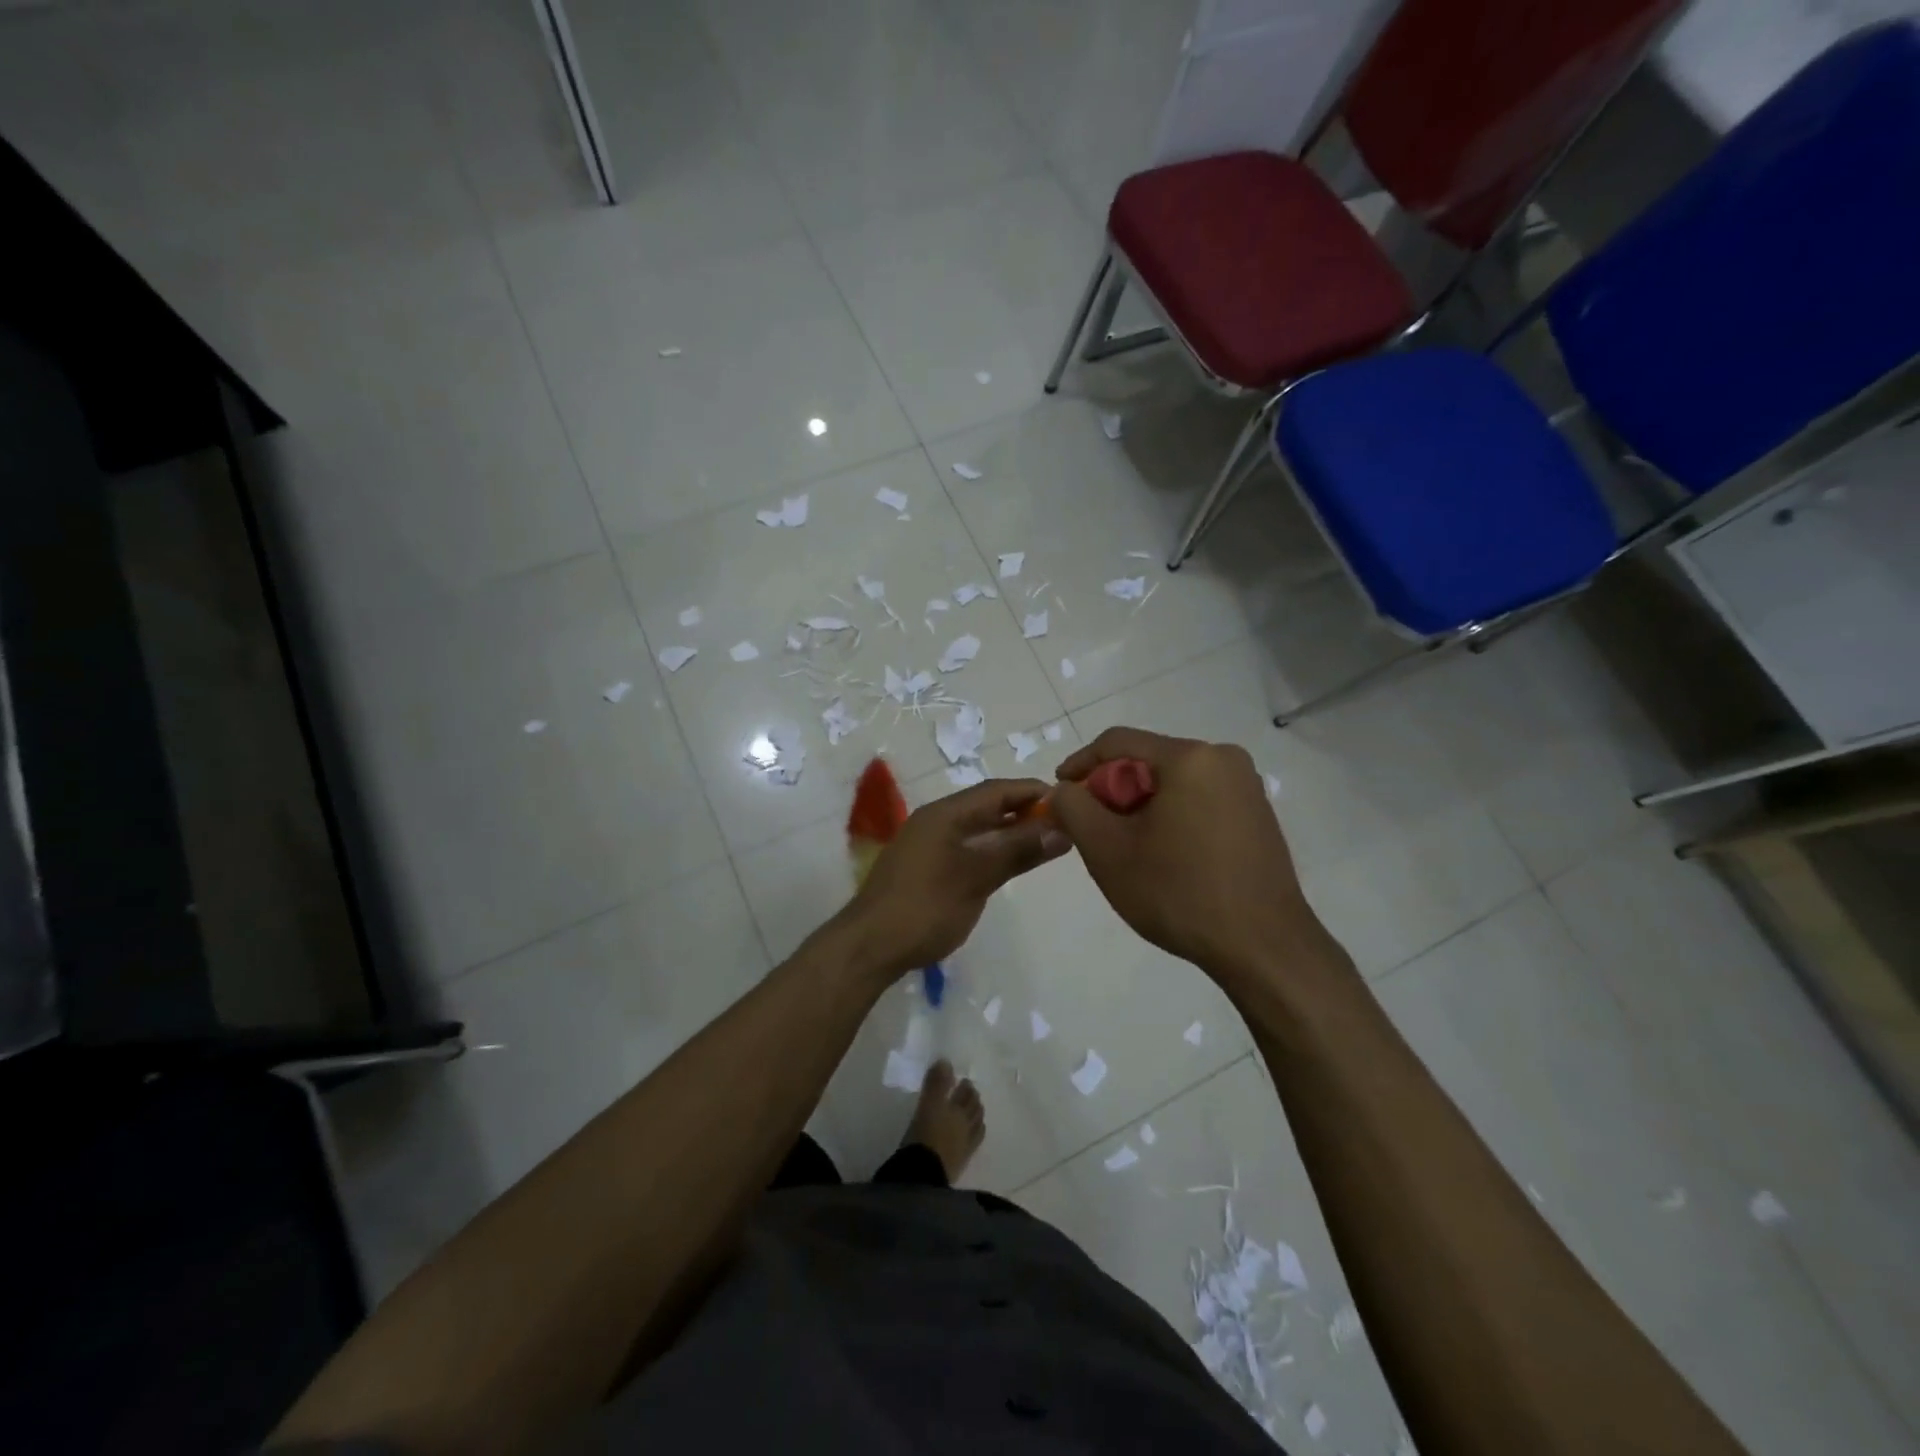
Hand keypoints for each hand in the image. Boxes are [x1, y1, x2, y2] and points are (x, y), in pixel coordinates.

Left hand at [836, 778, 1069, 980]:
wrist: (869, 947)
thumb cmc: (925, 907)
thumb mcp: (976, 877)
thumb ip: (1017, 851)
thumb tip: (1061, 829)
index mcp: (944, 814)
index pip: (996, 791)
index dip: (1032, 792)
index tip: (1069, 800)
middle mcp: (935, 822)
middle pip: (987, 807)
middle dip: (1024, 812)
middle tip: (1064, 823)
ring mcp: (929, 845)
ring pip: (977, 829)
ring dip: (1009, 833)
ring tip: (1046, 842)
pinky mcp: (927, 868)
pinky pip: (967, 848)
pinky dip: (992, 850)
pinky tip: (1011, 863)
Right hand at [1051, 727, 1326, 984]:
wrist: (1262, 947)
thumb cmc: (1179, 892)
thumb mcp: (1108, 850)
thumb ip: (1073, 808)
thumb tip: (1063, 790)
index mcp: (1190, 757)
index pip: (1117, 742)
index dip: (1080, 764)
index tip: (1059, 793)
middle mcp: (1224, 759)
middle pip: (1148, 762)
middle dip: (1113, 792)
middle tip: (1091, 829)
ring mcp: (1247, 787)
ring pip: (1174, 783)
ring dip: (1141, 807)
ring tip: (1125, 848)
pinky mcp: (1258, 815)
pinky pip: (1199, 801)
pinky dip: (1172, 817)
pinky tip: (1164, 856)